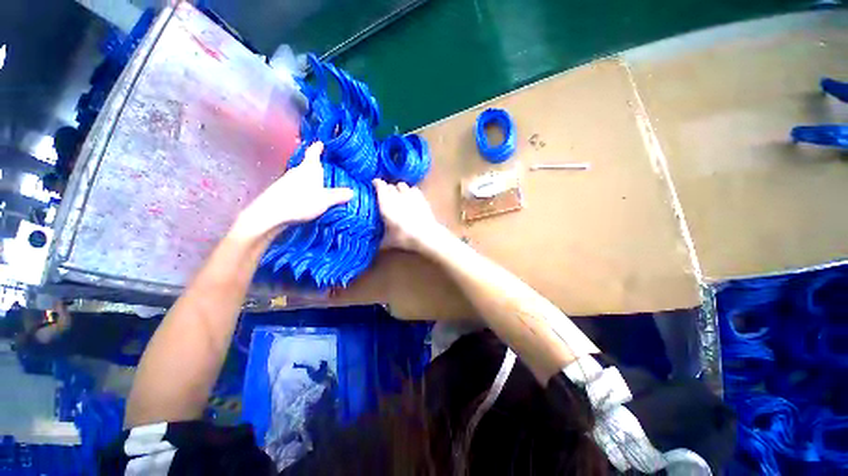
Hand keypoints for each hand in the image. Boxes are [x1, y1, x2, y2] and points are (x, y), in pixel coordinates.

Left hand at [233, 142, 352, 241]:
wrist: (271, 213)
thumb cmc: (301, 201)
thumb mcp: (325, 200)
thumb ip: (339, 195)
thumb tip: (352, 192)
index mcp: (309, 168)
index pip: (313, 153)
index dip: (318, 147)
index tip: (322, 143)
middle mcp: (297, 171)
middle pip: (307, 165)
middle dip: (317, 166)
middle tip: (328, 169)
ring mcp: (287, 181)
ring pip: (301, 176)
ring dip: (310, 179)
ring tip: (320, 185)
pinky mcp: (281, 191)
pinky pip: (296, 186)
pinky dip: (303, 188)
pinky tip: (308, 198)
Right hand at [373, 179, 443, 251]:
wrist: (426, 235)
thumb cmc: (405, 237)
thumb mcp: (389, 241)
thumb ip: (380, 240)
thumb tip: (374, 244)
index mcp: (386, 204)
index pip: (379, 185)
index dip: (376, 183)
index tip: (374, 185)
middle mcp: (396, 196)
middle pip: (390, 185)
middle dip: (387, 189)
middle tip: (386, 196)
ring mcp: (410, 194)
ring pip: (401, 184)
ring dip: (398, 188)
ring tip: (398, 195)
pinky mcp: (421, 196)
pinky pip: (413, 188)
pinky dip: (410, 191)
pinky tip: (410, 197)